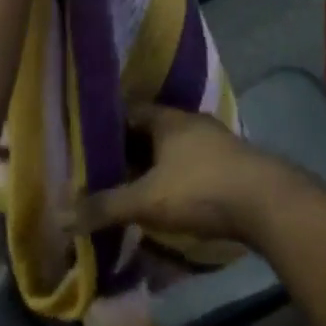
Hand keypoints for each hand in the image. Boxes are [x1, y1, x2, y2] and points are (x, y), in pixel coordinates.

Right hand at [72, 106, 296, 246]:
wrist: (264, 201)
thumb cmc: (200, 188)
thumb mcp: (147, 200)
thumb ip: (106, 206)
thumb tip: (62, 215)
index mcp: (168, 118)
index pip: (130, 111)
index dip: (108, 126)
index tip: (88, 146)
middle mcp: (189, 121)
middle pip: (151, 131)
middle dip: (128, 152)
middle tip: (103, 175)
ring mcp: (212, 140)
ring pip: (172, 149)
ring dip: (153, 168)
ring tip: (130, 191)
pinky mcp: (228, 163)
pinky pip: (190, 165)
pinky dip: (173, 179)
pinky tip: (166, 202)